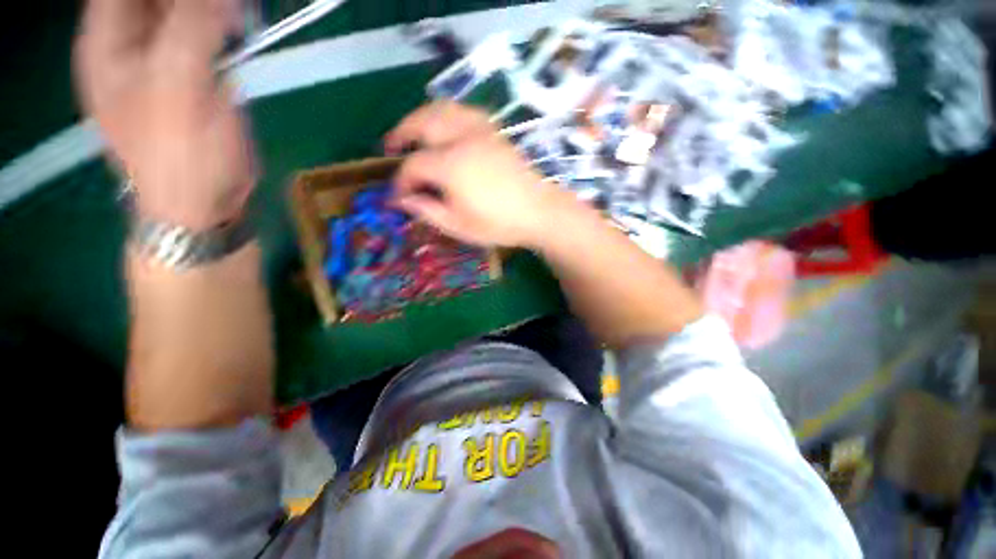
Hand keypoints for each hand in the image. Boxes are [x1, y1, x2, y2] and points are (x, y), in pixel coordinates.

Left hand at [75, 0, 253, 228]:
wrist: (203, 201)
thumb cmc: (181, 154)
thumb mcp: (179, 88)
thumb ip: (192, 27)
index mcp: (106, 42)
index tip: (210, 3)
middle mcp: (128, 43)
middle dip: (194, 0)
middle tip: (230, 8)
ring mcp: (159, 58)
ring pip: (179, 8)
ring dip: (211, 8)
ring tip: (238, 16)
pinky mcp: (190, 74)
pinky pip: (201, 33)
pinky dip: (222, 24)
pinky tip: (239, 31)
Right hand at [385, 101, 581, 247]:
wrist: (539, 212)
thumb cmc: (499, 224)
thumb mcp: (459, 226)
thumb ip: (428, 211)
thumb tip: (404, 201)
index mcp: (450, 166)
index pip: (413, 166)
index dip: (401, 182)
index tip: (397, 196)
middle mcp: (461, 139)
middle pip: (421, 123)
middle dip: (400, 134)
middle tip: (389, 148)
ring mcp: (480, 132)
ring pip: (442, 109)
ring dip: (421, 117)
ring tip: (413, 132)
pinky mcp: (494, 133)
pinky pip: (465, 112)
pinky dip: (447, 115)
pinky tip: (446, 127)